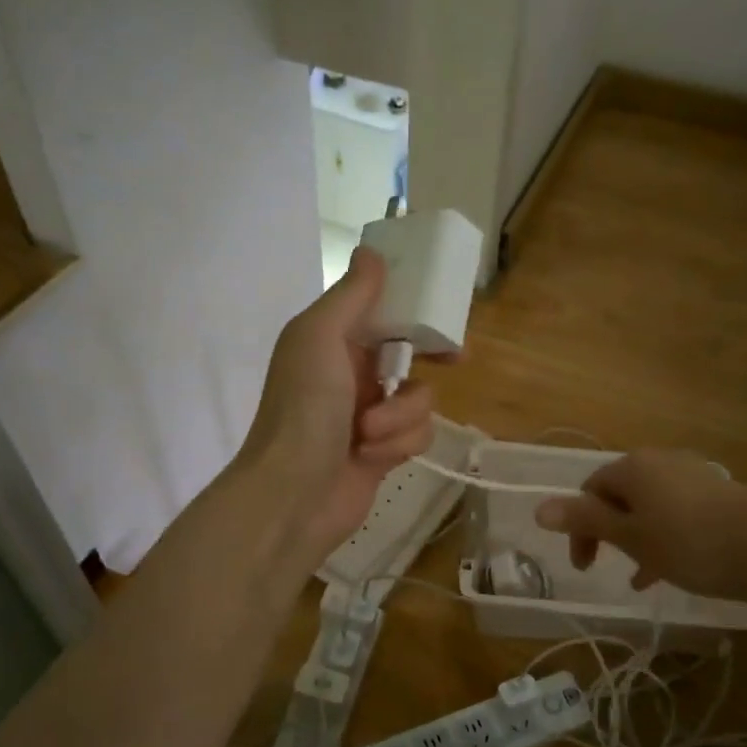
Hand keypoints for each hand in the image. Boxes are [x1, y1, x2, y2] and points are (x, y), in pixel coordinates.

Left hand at [239, 247, 436, 560]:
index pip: (383, 312)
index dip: (415, 308)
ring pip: (419, 398)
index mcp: (333, 341)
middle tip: (455, 360)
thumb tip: (371, 250)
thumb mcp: (320, 337)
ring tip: (368, 433)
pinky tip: (372, 457)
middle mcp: (352, 374)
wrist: (291, 496)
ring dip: (400, 416)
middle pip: (409, 354)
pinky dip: (399, 444)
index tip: (443, 307)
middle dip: (430, 359)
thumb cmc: (303, 409)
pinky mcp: (384, 452)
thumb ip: (351, 295)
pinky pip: (417, 435)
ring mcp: (369, 415)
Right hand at [534, 448, 746, 601]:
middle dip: (609, 533)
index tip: (584, 567)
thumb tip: (538, 508)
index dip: (579, 528)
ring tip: (641, 577)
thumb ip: (585, 521)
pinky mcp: (718, 493)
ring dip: (638, 539)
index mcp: (633, 467)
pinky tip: (672, 568)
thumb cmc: (690, 543)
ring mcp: (693, 475)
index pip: (590, 491)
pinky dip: (666, 537)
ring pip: (650, 508)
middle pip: (620, 496)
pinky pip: (677, 513)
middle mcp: (661, 462)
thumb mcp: (631, 537)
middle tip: (607, 567)